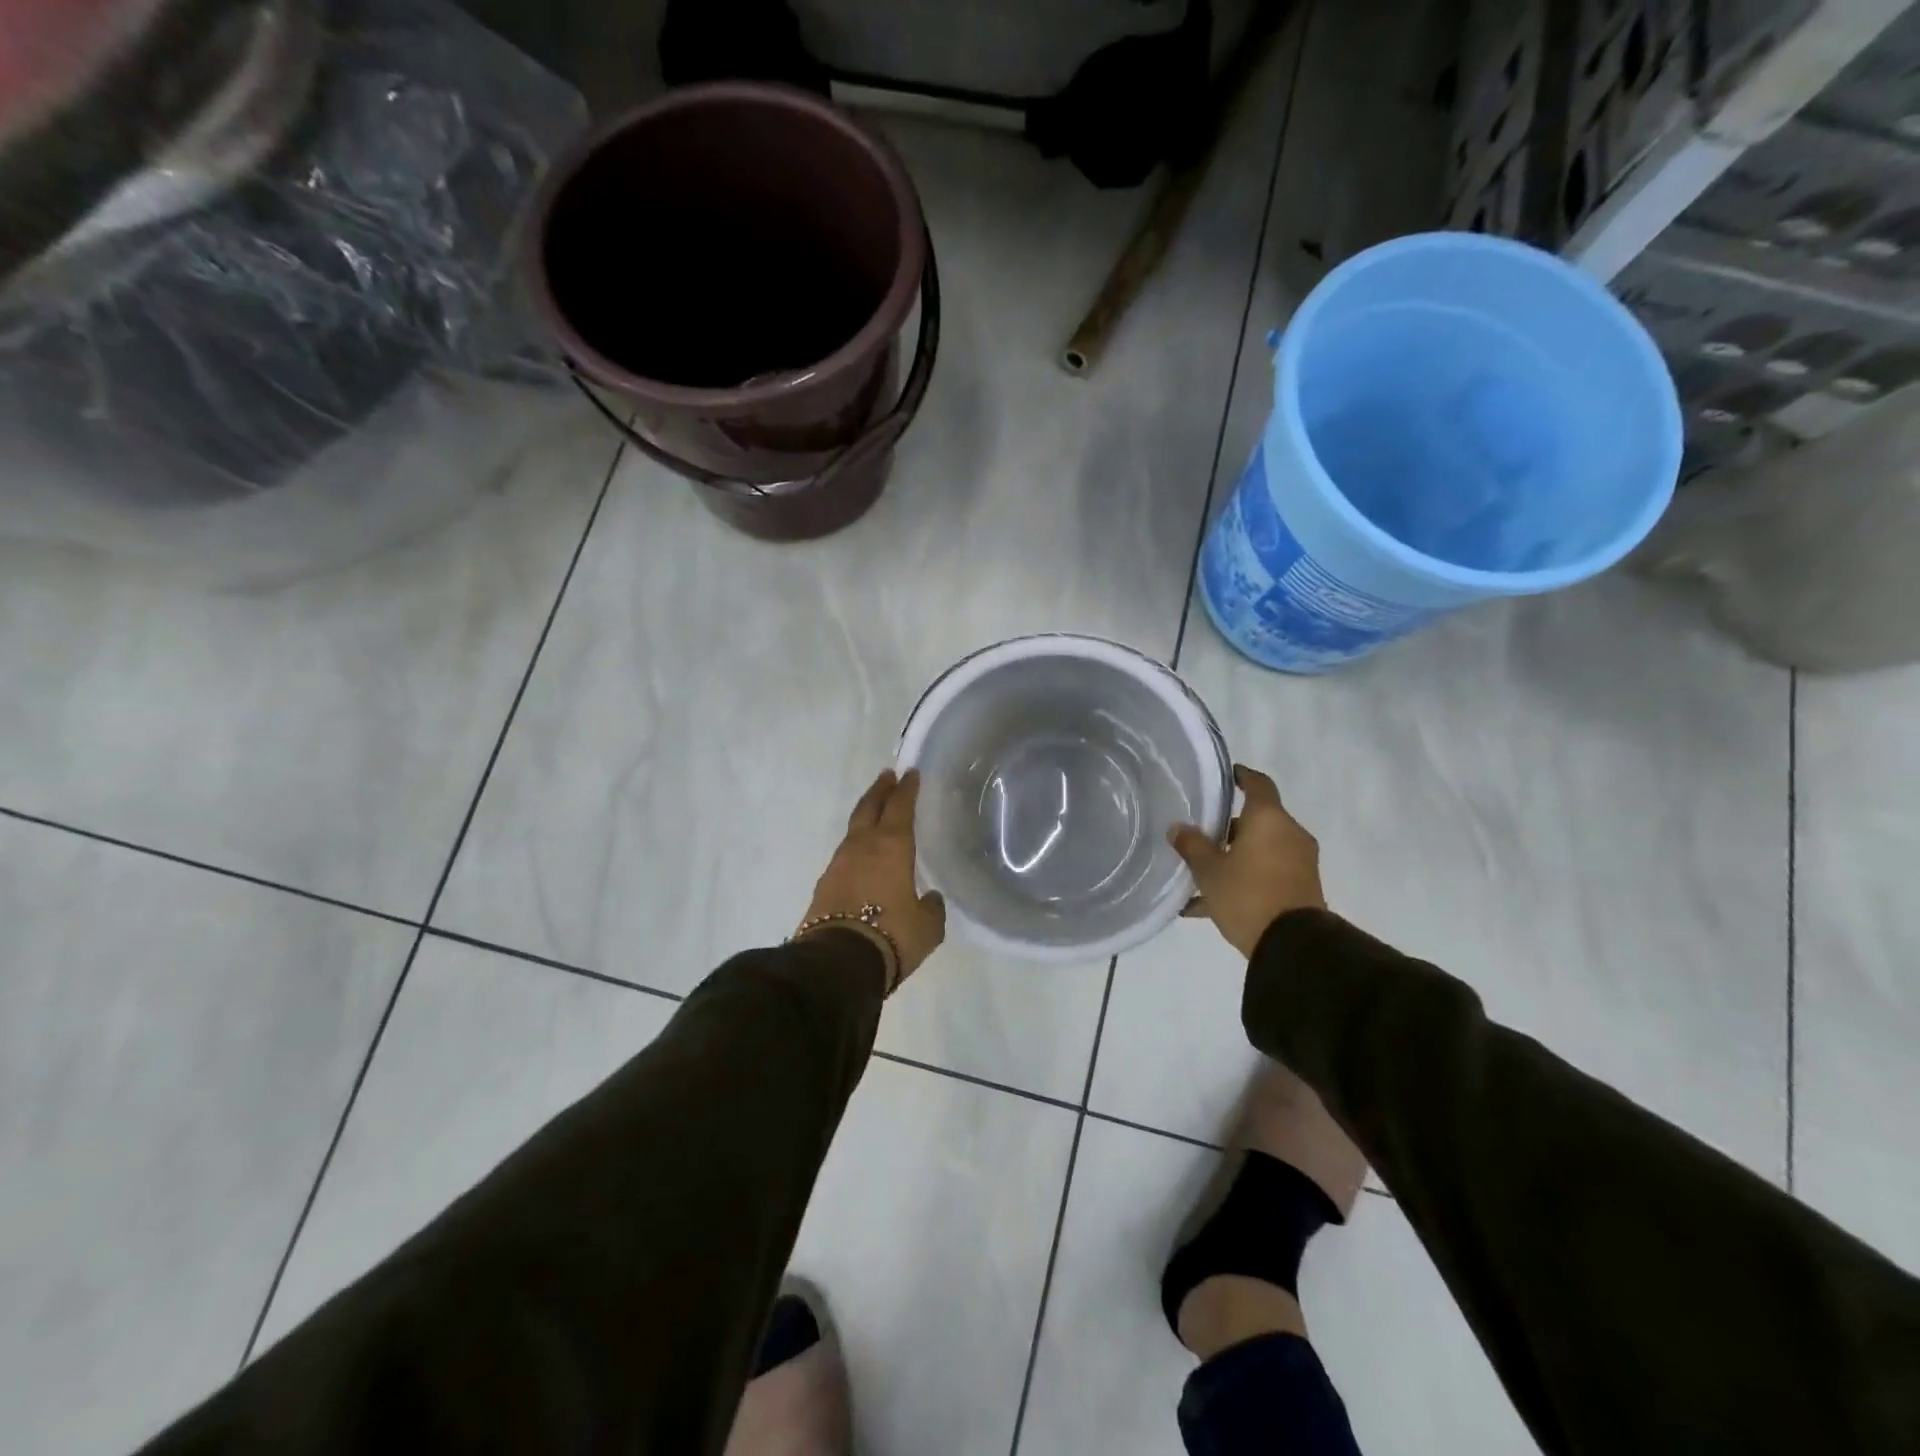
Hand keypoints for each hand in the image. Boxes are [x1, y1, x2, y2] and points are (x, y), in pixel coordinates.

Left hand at [802, 769, 946, 991]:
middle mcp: (862, 847)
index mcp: (891, 846)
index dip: (907, 790)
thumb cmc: (892, 935)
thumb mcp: (927, 926)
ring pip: (854, 830)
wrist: (838, 962)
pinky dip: (856, 847)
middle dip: (880, 790)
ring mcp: (839, 864)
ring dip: (865, 816)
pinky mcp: (824, 884)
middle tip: (887, 776)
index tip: (910, 774)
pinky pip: (845, 855)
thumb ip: (932, 908)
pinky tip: (862, 855)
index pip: (900, 807)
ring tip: (875, 813)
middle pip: (869, 808)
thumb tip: (930, 899)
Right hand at [1169, 764, 1324, 958]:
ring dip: (1233, 858)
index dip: (1240, 776)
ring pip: (1259, 850)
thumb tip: (1178, 828)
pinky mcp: (1300, 889)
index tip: (1225, 775)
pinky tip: (1207, 906)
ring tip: (1199, 875)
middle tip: (1199, 835)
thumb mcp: (1209, 870)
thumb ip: (1192, 845)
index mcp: (1269, 819)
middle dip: (1228, 828)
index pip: (1257, 784)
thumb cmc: (1248, 894)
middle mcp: (1288, 834)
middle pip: (1256, 820)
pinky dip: (1243, 881)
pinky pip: (1265, 875)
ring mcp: (1298, 863)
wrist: (1294, 946)